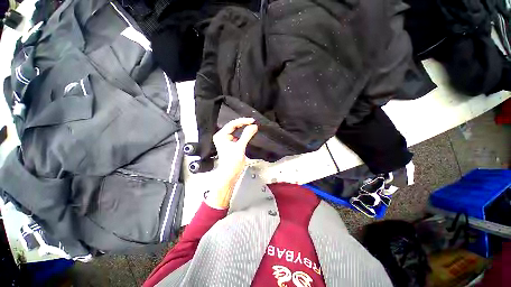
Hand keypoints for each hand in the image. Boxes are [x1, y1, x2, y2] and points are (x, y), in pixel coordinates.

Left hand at [213, 117, 257, 185]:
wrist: (230, 174)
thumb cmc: (232, 163)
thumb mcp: (240, 147)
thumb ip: (247, 135)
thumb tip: (253, 126)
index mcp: (221, 136)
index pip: (232, 124)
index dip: (243, 121)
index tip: (252, 120)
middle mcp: (222, 137)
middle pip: (234, 126)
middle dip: (244, 124)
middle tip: (253, 122)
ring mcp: (226, 140)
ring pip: (236, 131)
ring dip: (244, 128)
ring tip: (252, 126)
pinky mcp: (230, 144)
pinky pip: (237, 136)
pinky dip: (243, 134)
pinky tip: (249, 133)